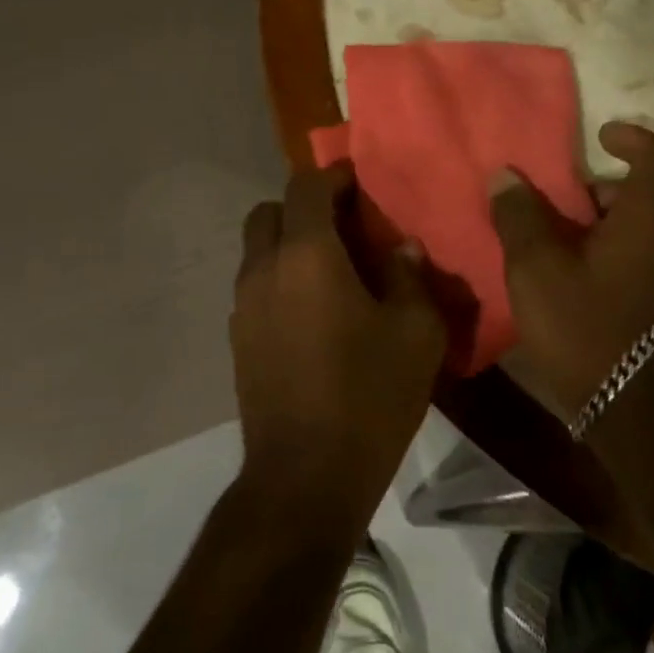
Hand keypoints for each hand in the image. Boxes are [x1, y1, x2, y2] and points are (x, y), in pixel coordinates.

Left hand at [231, 163, 446, 525]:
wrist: (305, 476)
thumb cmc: (368, 397)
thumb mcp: (416, 333)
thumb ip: (411, 277)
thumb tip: (403, 248)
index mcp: (307, 255)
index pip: (306, 187)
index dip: (333, 176)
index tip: (359, 183)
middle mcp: (265, 269)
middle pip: (270, 211)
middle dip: (303, 207)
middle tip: (344, 228)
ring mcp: (244, 305)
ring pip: (258, 249)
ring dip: (289, 244)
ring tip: (332, 272)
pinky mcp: (237, 338)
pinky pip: (256, 286)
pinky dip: (280, 279)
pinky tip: (313, 313)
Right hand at [489, 121, 653, 421]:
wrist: (644, 418)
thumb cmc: (589, 329)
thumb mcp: (537, 269)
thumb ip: (519, 216)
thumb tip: (506, 176)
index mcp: (653, 217)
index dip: (630, 137)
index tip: (600, 136)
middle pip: (644, 197)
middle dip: (599, 194)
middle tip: (555, 207)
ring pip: (646, 234)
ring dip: (605, 230)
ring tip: (559, 249)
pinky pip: (650, 264)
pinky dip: (618, 259)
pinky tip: (581, 286)